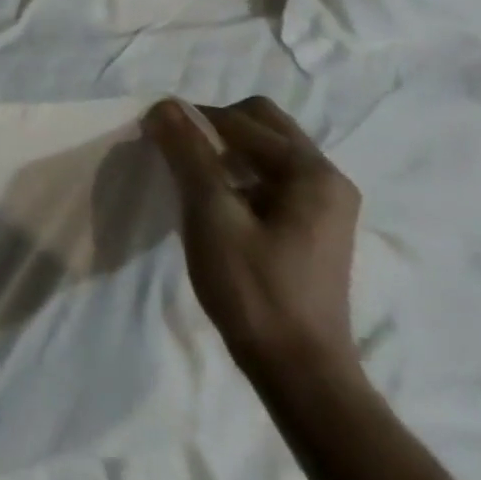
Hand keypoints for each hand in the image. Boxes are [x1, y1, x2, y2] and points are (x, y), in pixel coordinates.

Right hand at [146, 96, 362, 381]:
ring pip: (265, 148)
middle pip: (260, 123)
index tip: (154, 137)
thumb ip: (189, 154)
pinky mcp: (314, 225)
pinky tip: (215, 201)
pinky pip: (270, 175)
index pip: (238, 120)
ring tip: (191, 176)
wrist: (300, 374)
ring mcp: (325, 203)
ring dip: (225, 149)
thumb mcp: (211, 215)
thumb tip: (164, 104)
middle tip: (177, 151)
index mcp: (310, 172)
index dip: (191, 121)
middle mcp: (326, 178)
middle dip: (213, 127)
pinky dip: (239, 173)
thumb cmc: (254, 292)